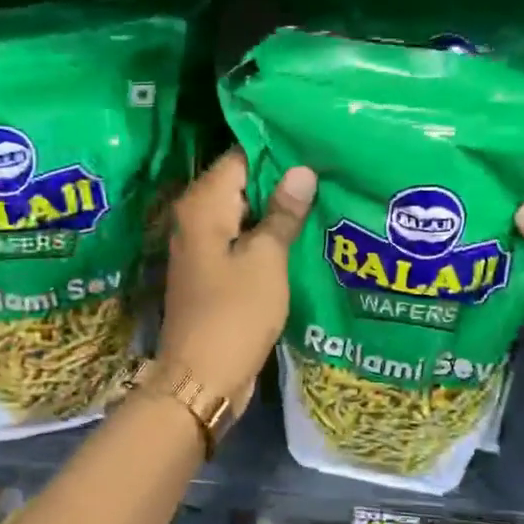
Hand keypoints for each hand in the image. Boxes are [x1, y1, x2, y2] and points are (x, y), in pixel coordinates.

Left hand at [159, 150, 315, 409]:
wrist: (202, 378)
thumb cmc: (235, 314)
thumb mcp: (266, 260)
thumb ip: (283, 213)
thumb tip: (301, 170)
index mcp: (203, 205)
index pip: (240, 155)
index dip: (277, 150)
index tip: (316, 146)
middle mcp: (194, 218)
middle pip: (241, 183)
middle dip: (281, 179)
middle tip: (328, 171)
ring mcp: (201, 247)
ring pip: (243, 213)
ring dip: (276, 210)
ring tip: (324, 197)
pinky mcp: (211, 272)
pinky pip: (241, 240)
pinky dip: (265, 237)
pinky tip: (300, 235)